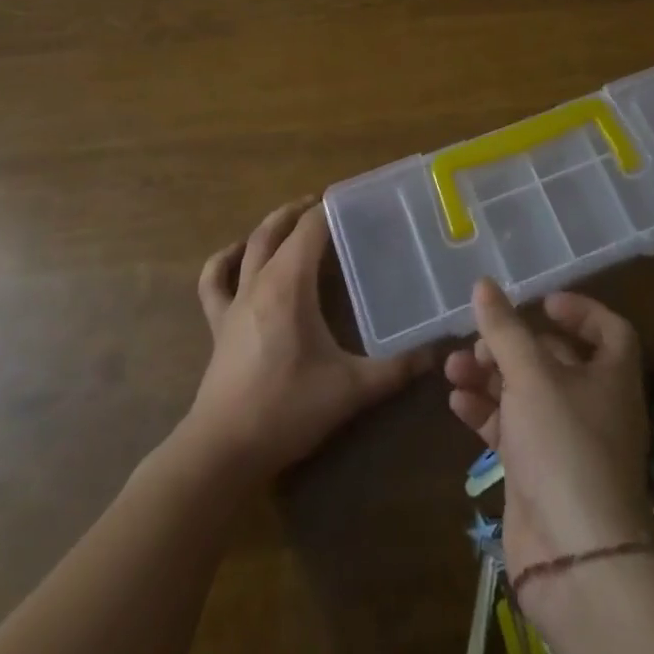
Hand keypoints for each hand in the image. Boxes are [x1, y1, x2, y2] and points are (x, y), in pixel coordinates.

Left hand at [188, 199, 429, 480]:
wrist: (223, 452)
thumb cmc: (287, 410)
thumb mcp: (351, 389)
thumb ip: (397, 369)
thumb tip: (438, 352)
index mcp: (289, 284)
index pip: (310, 228)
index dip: (332, 208)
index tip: (358, 201)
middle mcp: (259, 281)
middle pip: (278, 228)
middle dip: (303, 210)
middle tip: (331, 206)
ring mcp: (234, 302)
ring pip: (248, 246)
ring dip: (270, 227)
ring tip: (292, 219)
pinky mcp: (218, 326)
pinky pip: (214, 282)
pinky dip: (225, 261)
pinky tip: (237, 255)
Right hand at [444, 280, 653, 591]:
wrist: (575, 556)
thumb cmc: (564, 444)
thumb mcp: (531, 375)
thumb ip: (505, 329)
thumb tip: (484, 284)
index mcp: (611, 376)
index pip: (609, 330)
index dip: (580, 311)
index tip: (541, 302)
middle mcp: (594, 405)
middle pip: (555, 360)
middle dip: (513, 345)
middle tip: (479, 341)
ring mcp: (566, 442)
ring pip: (526, 395)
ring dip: (490, 377)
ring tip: (453, 367)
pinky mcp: (539, 473)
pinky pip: (512, 430)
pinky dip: (486, 413)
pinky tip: (456, 402)